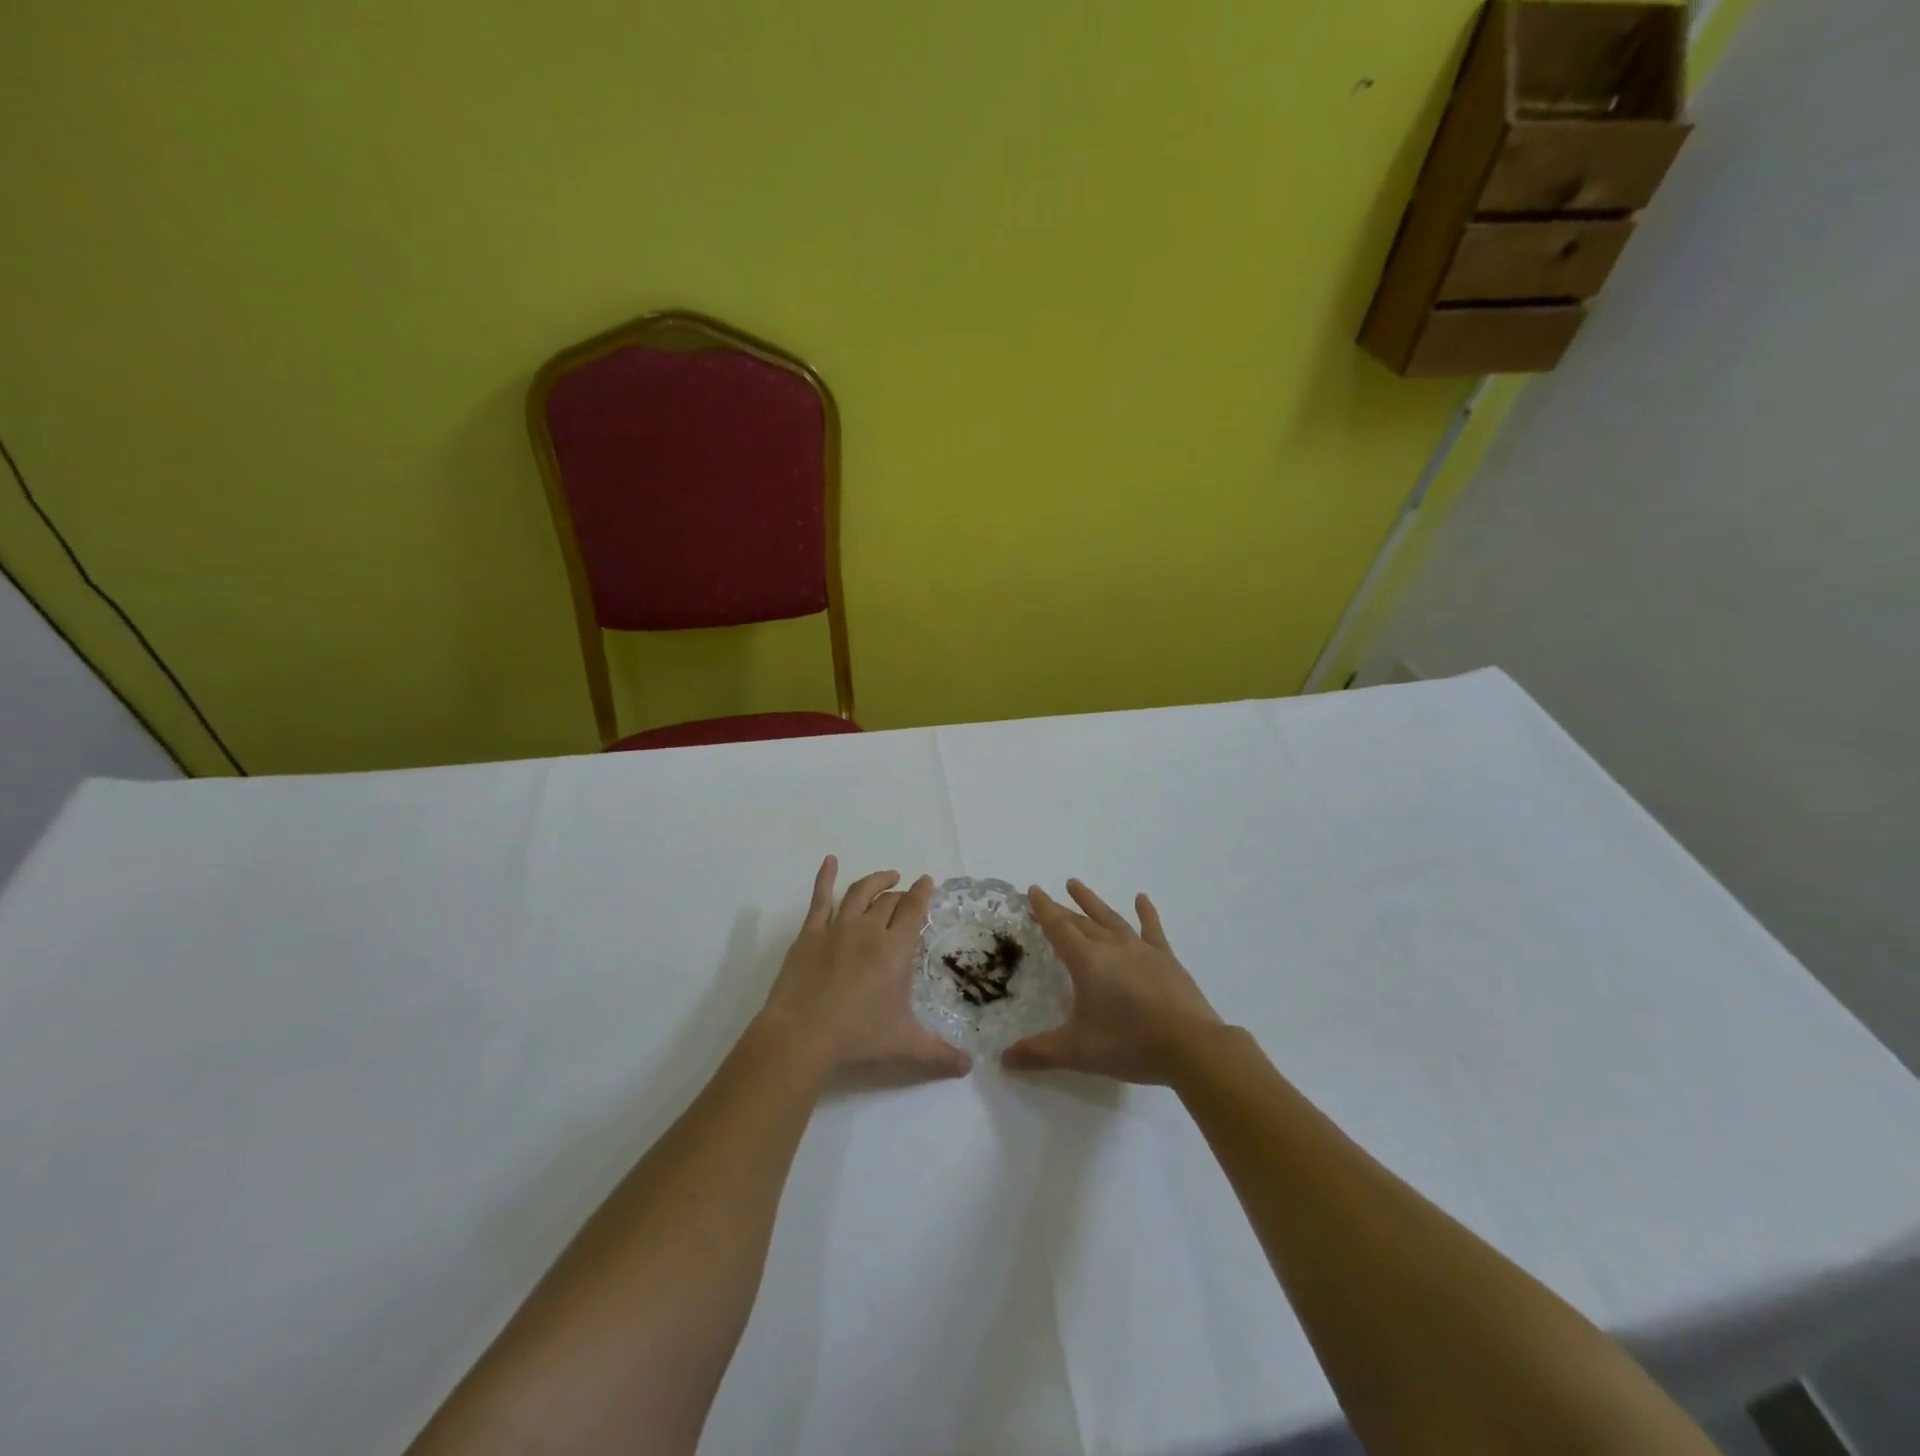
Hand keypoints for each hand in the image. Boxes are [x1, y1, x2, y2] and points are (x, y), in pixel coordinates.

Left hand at [759, 856, 971, 1079]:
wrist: (802, 1033)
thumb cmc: (857, 1035)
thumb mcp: (904, 1044)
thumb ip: (938, 1053)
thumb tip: (968, 1067)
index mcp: (895, 949)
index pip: (913, 910)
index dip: (922, 893)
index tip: (927, 882)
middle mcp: (869, 930)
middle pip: (889, 901)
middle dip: (901, 894)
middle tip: (907, 894)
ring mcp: (837, 927)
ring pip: (860, 892)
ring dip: (875, 881)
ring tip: (887, 876)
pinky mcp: (810, 933)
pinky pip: (820, 898)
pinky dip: (825, 877)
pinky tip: (830, 861)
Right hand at [1002, 880, 1221, 1084]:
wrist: (1191, 1046)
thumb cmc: (1129, 1044)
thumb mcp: (1078, 1052)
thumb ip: (1039, 1053)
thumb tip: (1004, 1060)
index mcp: (1087, 962)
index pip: (1058, 928)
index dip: (1044, 909)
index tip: (1033, 890)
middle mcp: (1111, 947)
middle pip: (1081, 921)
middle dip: (1062, 908)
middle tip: (1049, 894)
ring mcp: (1141, 950)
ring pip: (1110, 918)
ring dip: (1092, 902)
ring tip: (1076, 884)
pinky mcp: (1166, 959)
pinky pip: (1152, 929)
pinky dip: (1146, 912)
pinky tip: (1142, 898)